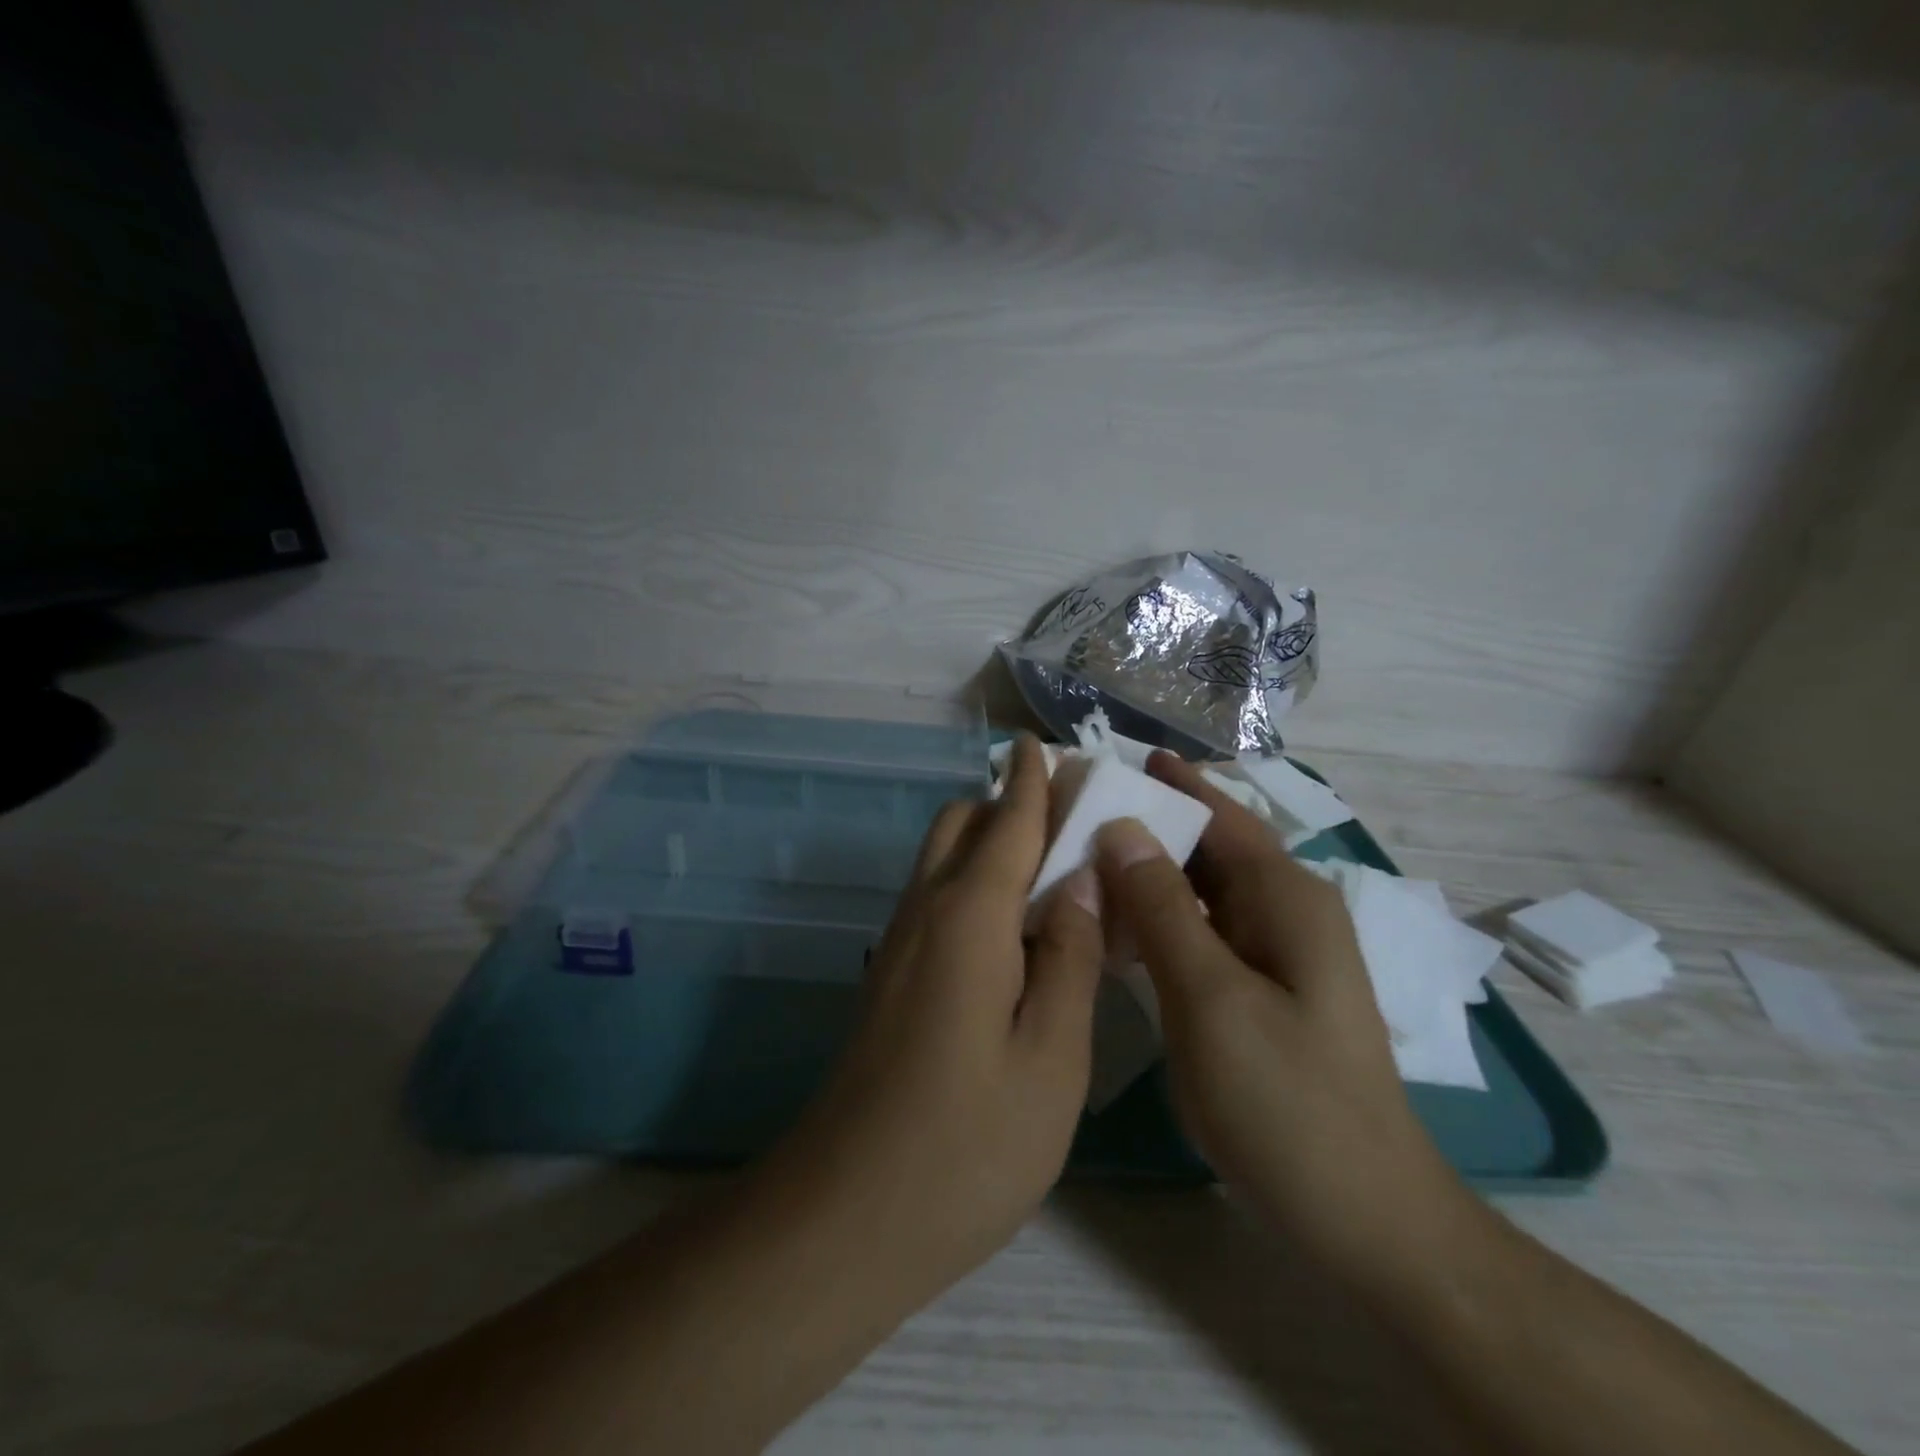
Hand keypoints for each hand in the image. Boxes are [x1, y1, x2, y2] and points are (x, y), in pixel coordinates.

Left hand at [755, 737, 1104, 1307]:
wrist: (846, 1213)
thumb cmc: (966, 1143)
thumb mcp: (1051, 1058)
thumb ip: (1070, 957)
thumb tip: (1081, 881)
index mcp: (969, 916)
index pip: (1007, 820)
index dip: (1031, 779)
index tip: (1047, 746)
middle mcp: (926, 911)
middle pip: (961, 823)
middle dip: (1009, 802)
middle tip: (1071, 819)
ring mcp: (900, 944)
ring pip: (942, 858)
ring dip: (989, 840)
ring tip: (1053, 868)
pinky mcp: (891, 976)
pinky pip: (936, 898)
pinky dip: (974, 882)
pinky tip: (1015, 928)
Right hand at [1094, 754, 1478, 1289]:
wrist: (1364, 1216)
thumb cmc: (1284, 1100)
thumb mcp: (1209, 996)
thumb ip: (1162, 907)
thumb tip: (1122, 827)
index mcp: (1286, 897)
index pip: (1221, 815)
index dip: (1171, 783)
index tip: (1115, 756)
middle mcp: (1288, 911)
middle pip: (1212, 847)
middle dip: (1152, 823)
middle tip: (1080, 808)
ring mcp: (1279, 954)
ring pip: (1206, 890)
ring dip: (1152, 871)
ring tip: (1085, 856)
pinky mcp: (1266, 991)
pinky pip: (1207, 930)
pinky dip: (1163, 916)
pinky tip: (1120, 924)